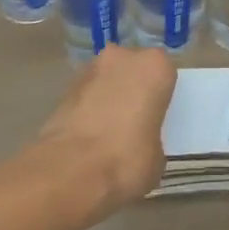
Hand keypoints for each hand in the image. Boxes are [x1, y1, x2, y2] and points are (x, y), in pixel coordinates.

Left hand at [36, 45, 175, 217]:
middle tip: (134, 121)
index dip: (161, 95)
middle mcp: (123, 57)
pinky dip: (87, 110)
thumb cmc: (128, 158)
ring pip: (106, 80)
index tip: (158, 116)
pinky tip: (88, 137)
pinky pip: (85, 96)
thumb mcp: (158, 157)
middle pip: (133, 69)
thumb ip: (152, 137)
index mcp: (155, 66)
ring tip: (108, 132)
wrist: (70, 171)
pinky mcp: (63, 89)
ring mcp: (89, 70)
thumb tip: (141, 142)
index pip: (164, 73)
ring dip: (107, 97)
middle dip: (132, 89)